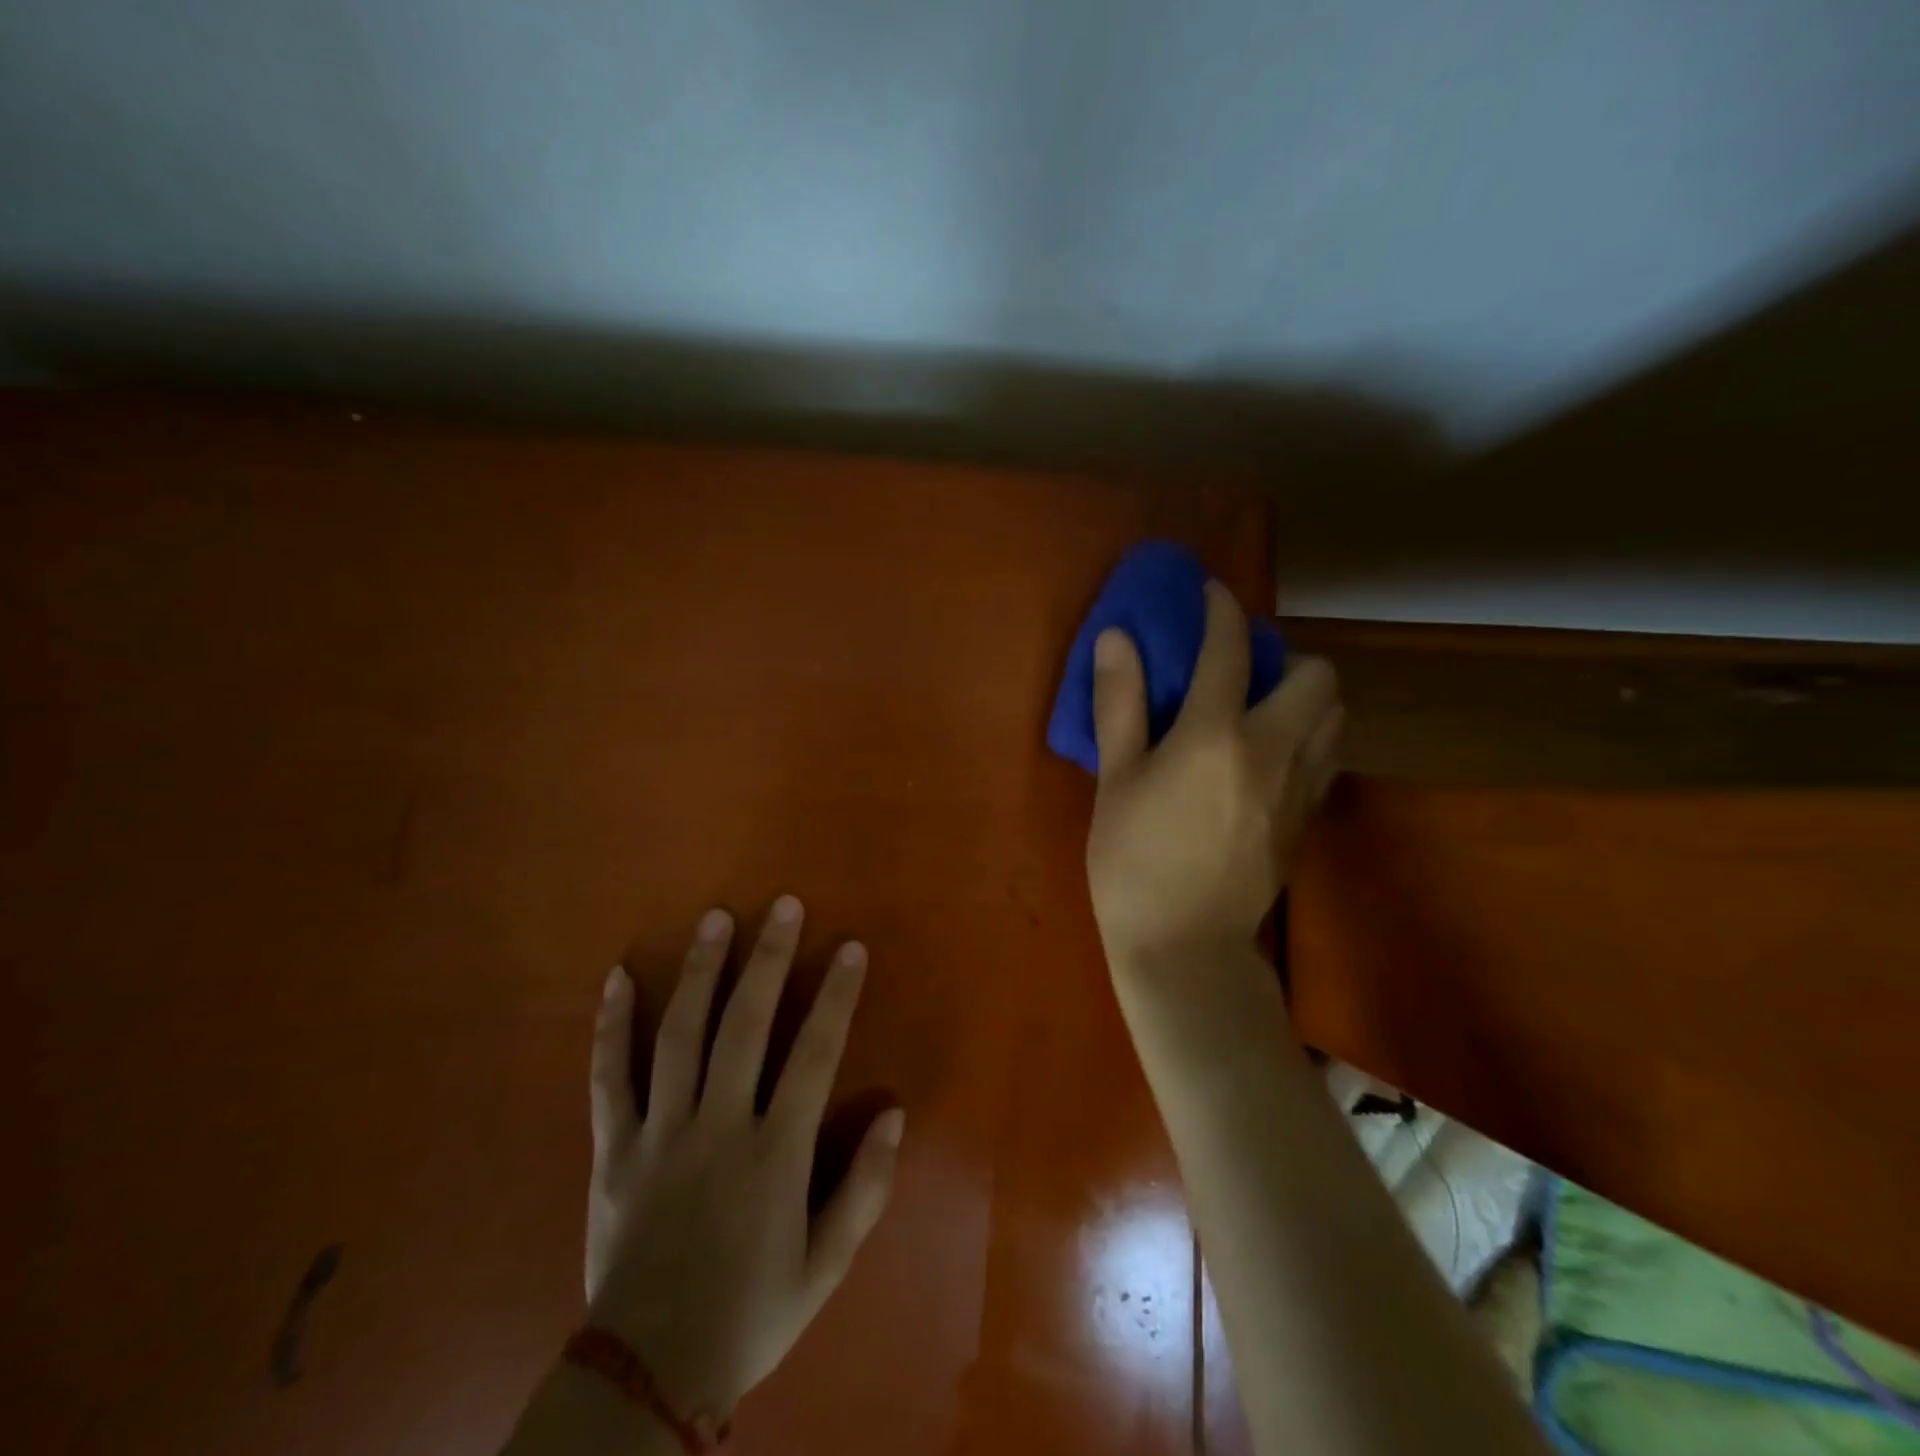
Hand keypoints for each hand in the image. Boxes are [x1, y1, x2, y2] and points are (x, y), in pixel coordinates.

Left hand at [583, 896, 903, 1425]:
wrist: (647, 1378)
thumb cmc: (750, 1315)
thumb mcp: (826, 1267)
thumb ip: (865, 1188)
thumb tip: (894, 1112)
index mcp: (774, 1155)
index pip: (813, 1056)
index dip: (836, 997)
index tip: (850, 947)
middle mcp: (718, 1129)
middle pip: (745, 1027)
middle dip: (769, 961)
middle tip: (783, 906)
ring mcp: (660, 1134)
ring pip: (679, 1037)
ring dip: (700, 972)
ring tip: (716, 919)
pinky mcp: (613, 1150)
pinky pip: (609, 1078)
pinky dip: (610, 1027)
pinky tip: (617, 977)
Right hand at [1086, 581, 1342, 968]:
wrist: (1184, 947)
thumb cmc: (1132, 861)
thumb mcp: (1115, 779)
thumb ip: (1120, 703)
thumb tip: (1117, 637)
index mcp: (1215, 734)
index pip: (1230, 648)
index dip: (1221, 610)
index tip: (1211, 593)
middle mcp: (1273, 749)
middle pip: (1316, 675)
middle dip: (1284, 657)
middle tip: (1240, 672)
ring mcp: (1300, 786)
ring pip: (1336, 714)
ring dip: (1305, 696)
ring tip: (1260, 709)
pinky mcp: (1308, 818)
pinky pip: (1329, 754)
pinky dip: (1310, 735)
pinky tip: (1269, 754)